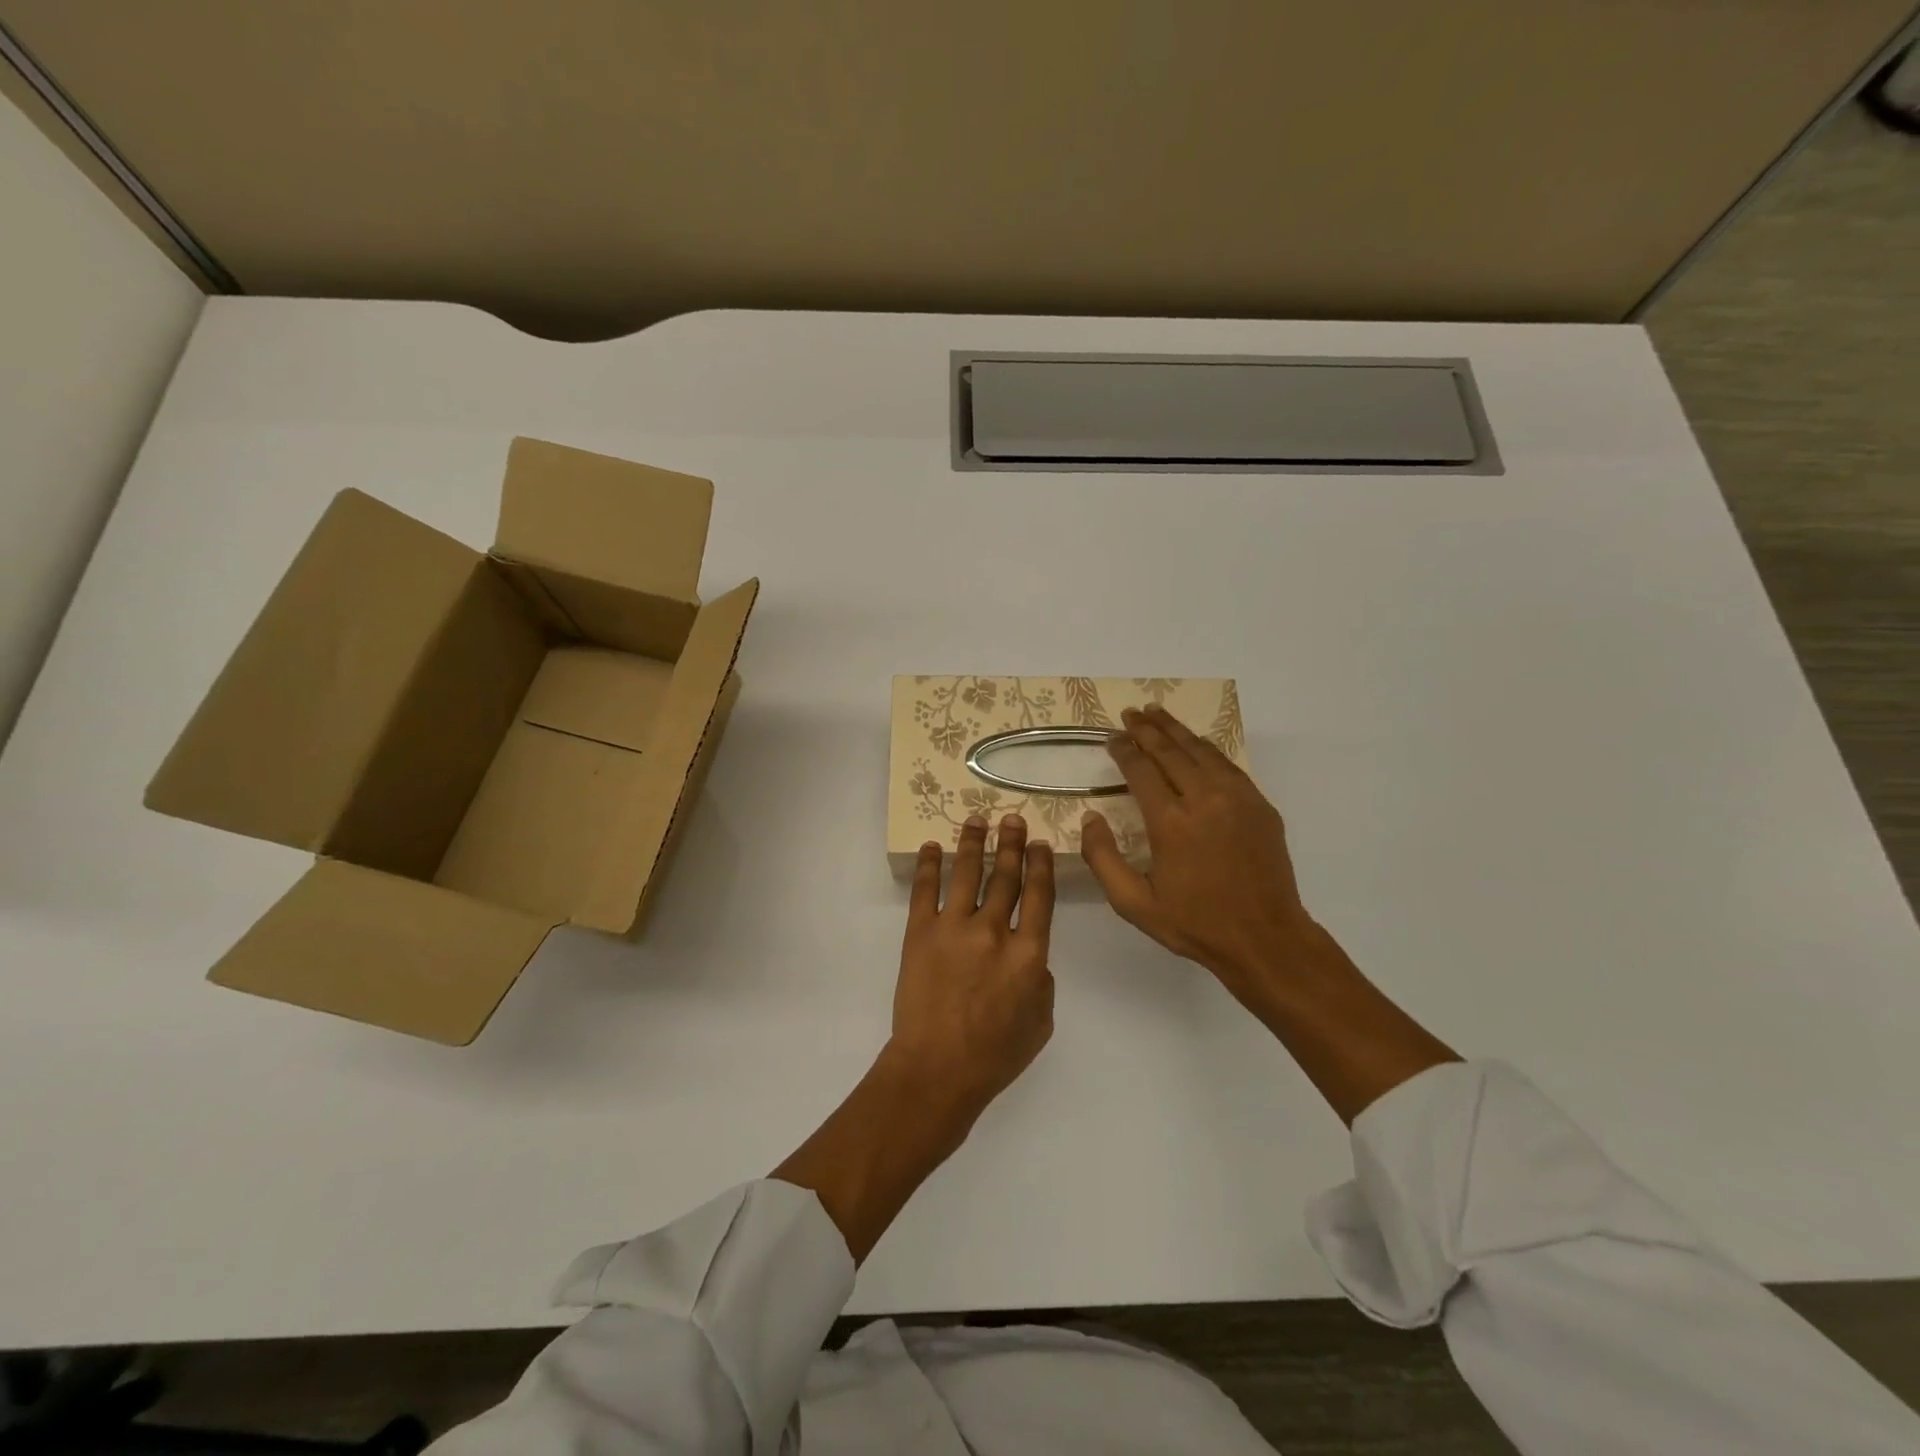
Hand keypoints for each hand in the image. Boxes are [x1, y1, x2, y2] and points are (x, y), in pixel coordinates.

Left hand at [890, 813, 1055, 1117]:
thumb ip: (1040, 979)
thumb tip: (1030, 955)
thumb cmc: (995, 1055)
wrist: (937, 1069)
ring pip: (967, 873)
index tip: (1039, 843)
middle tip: (1012, 818)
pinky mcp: (920, 933)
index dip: (1040, 865)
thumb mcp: (1041, 1021)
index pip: (1040, 895)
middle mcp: (994, 930)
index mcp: (1029, 953)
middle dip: (1011, 844)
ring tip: (977, 820)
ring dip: (974, 843)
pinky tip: (931, 847)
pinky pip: (925, 890)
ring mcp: (954, 928)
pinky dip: (929, 865)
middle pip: (1006, 876)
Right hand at [1081, 705, 1315, 1002]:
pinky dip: (1205, 747)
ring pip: (1201, 750)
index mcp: (1171, 822)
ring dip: (1175, 729)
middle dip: (1147, 729)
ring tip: (1156, 713)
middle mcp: (1204, 799)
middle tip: (1130, 714)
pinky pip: (1227, 764)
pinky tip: (1195, 742)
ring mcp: (1237, 798)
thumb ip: (1103, 859)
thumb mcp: (1134, 904)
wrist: (1265, 938)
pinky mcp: (1259, 804)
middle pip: (1170, 751)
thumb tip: (1090, 818)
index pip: (1141, 770)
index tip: (1112, 738)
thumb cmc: (1194, 923)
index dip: (1124, 750)